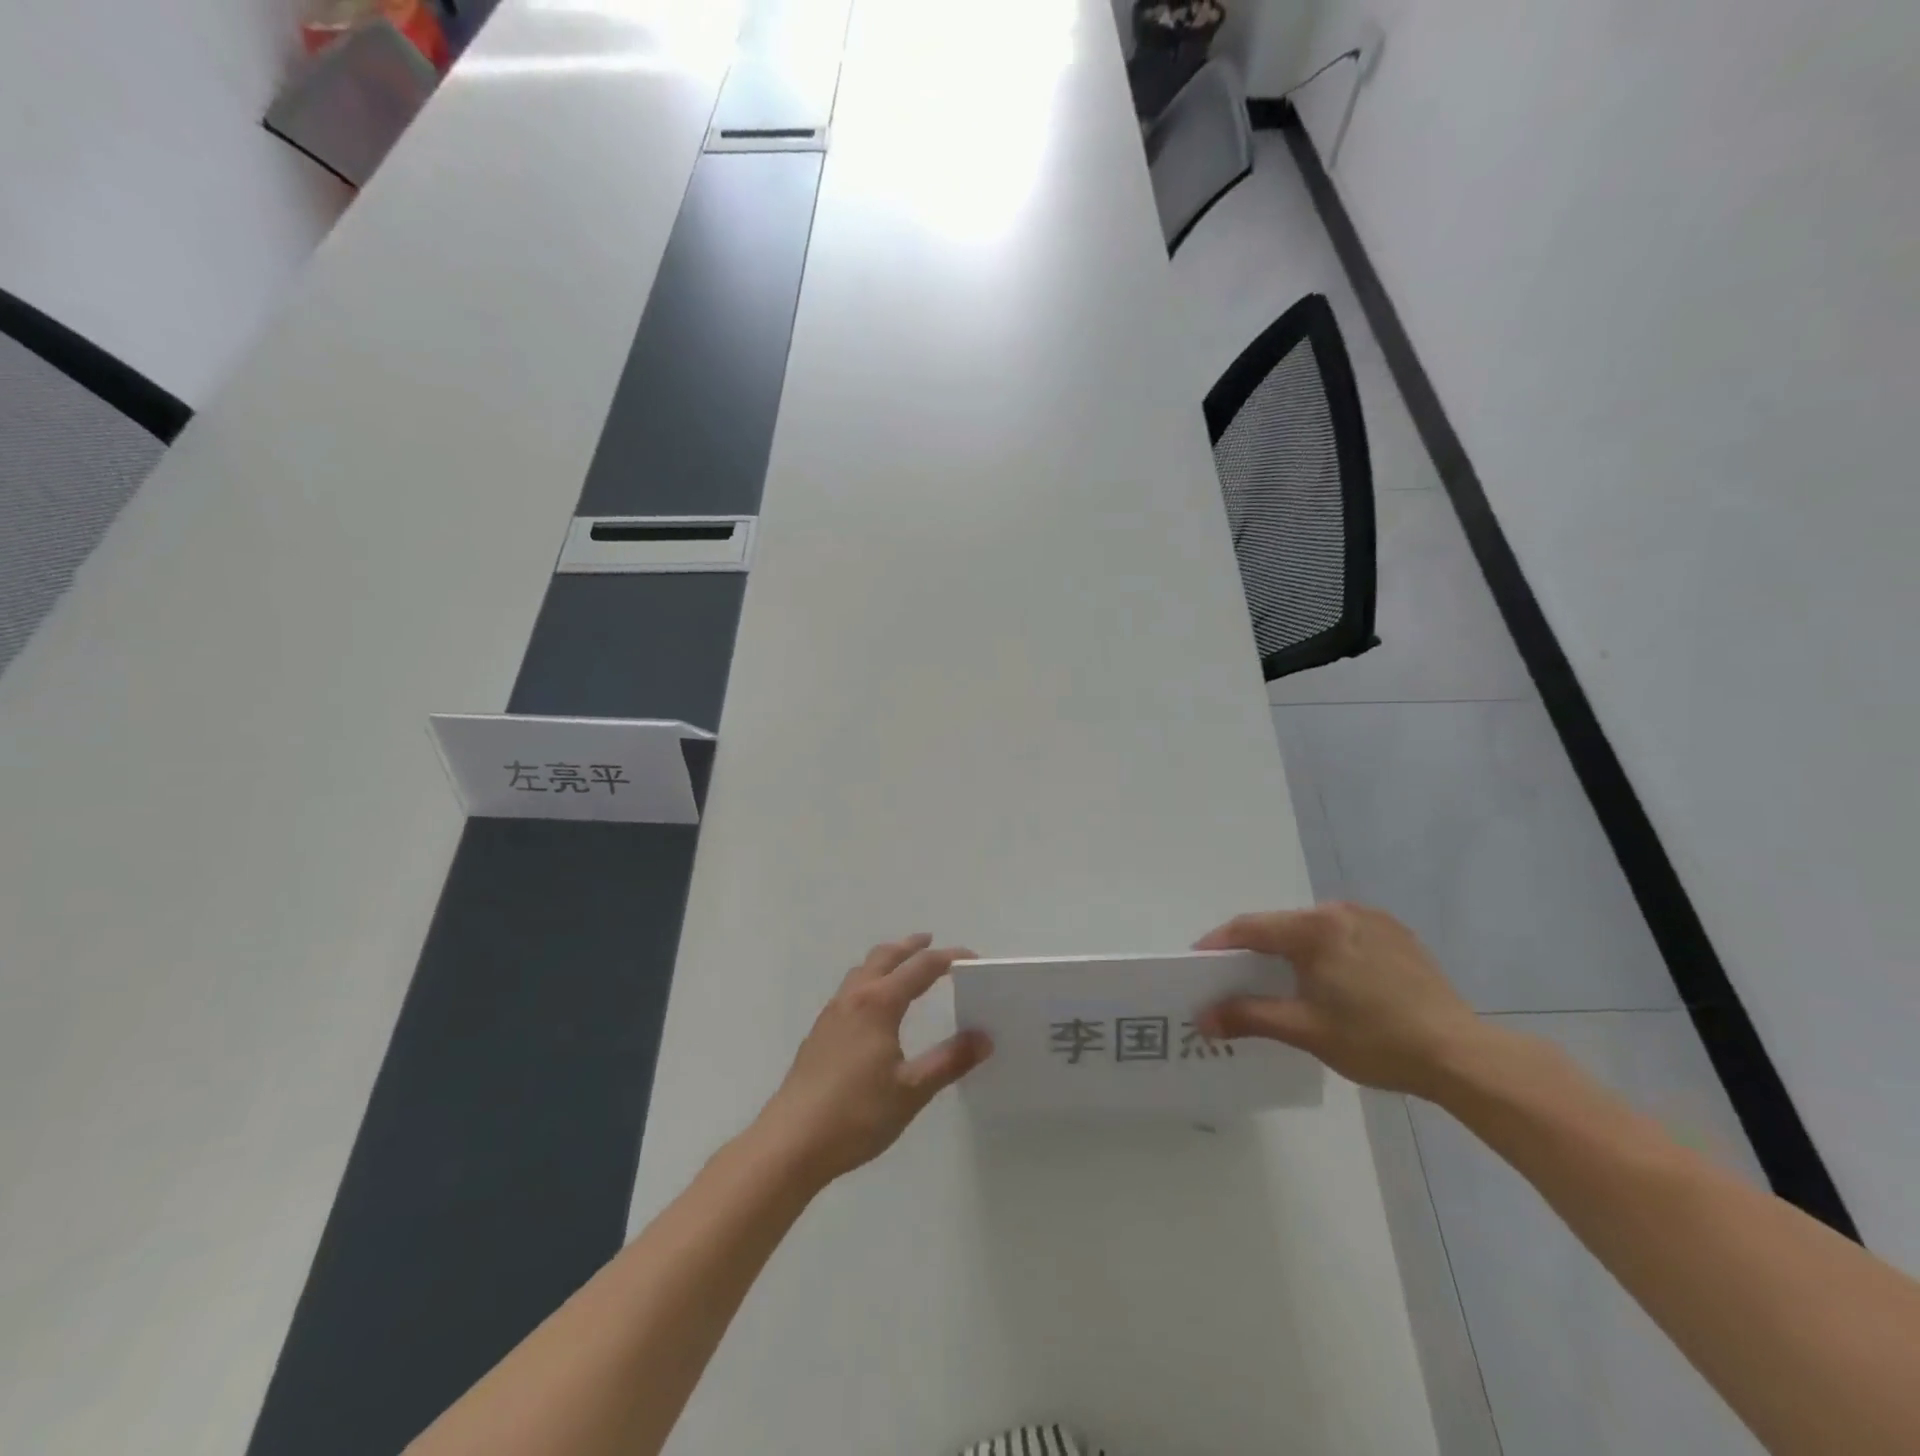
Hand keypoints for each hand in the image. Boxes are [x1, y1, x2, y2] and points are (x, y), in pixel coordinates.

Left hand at [754, 935, 991, 1188]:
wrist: (791, 1142)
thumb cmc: (857, 1114)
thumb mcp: (912, 1091)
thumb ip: (949, 1061)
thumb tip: (983, 1037)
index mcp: (879, 1003)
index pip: (921, 967)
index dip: (948, 958)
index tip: (972, 958)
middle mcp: (854, 998)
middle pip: (885, 957)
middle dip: (910, 946)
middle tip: (931, 941)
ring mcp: (831, 1014)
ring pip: (862, 970)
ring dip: (886, 960)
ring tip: (902, 966)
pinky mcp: (819, 1033)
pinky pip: (850, 989)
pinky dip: (870, 979)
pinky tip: (873, 1006)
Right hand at [1194, 903, 1483, 1096]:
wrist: (1461, 1056)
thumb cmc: (1375, 1040)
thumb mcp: (1304, 1030)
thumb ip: (1248, 1016)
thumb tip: (1202, 1019)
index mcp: (1314, 927)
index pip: (1250, 928)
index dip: (1218, 944)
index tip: (1196, 963)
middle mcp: (1340, 911)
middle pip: (1281, 926)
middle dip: (1254, 950)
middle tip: (1234, 978)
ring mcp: (1374, 920)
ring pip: (1313, 930)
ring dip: (1290, 951)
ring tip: (1280, 982)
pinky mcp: (1398, 935)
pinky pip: (1344, 936)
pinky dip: (1325, 952)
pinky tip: (1329, 982)